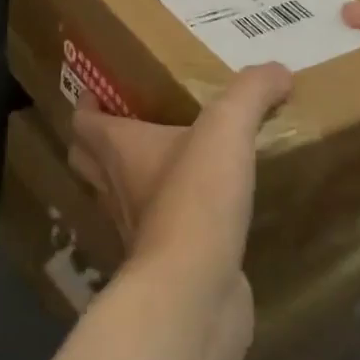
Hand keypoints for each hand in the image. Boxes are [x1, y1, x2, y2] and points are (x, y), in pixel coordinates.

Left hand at [66, 65, 292, 299]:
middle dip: (98, 141)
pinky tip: (196, 211)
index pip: (83, 121)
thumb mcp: (227, 130)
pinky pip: (153, 231)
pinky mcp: (160, 262)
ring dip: (128, 179)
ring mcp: (134, 229)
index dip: (87, 104)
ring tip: (163, 162)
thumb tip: (277, 69)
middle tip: (129, 122)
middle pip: (87, 159)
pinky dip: (164, 217)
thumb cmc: (195, 198)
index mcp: (117, 149)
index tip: (99, 90)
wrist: (194, 291)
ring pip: (116, 196)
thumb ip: (250, 94)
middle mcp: (115, 187)